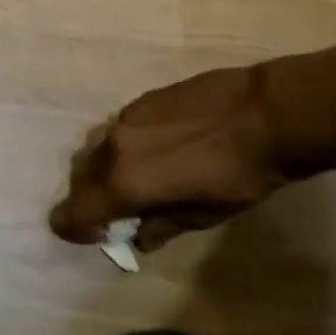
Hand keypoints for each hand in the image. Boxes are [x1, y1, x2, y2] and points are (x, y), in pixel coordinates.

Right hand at [49, 64, 290, 252]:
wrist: (263, 114)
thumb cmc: (237, 177)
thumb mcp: (202, 216)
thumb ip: (161, 225)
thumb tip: (139, 234)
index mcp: (124, 183)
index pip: (75, 211)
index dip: (72, 227)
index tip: (81, 235)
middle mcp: (113, 147)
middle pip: (82, 176)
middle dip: (89, 197)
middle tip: (113, 212)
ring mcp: (125, 117)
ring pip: (97, 149)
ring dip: (105, 169)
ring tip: (134, 179)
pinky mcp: (140, 99)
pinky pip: (118, 129)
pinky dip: (124, 147)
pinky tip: (154, 150)